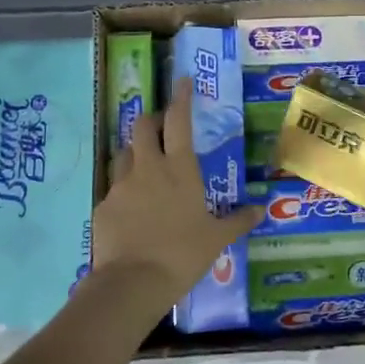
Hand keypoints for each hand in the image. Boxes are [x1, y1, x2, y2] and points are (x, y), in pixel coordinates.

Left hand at [90, 87, 262, 317]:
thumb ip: (238, 220)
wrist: (133, 282)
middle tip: (161, 128)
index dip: (181, 98)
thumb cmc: (183, 254)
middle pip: (142, 127)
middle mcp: (148, 168)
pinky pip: (113, 188)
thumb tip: (262, 209)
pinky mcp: (103, 206)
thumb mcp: (217, 238)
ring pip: (123, 154)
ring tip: (145, 166)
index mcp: (179, 169)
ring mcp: (121, 186)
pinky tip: (131, 208)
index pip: (178, 121)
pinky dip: (123, 190)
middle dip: (151, 121)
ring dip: (134, 152)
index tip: (182, 81)